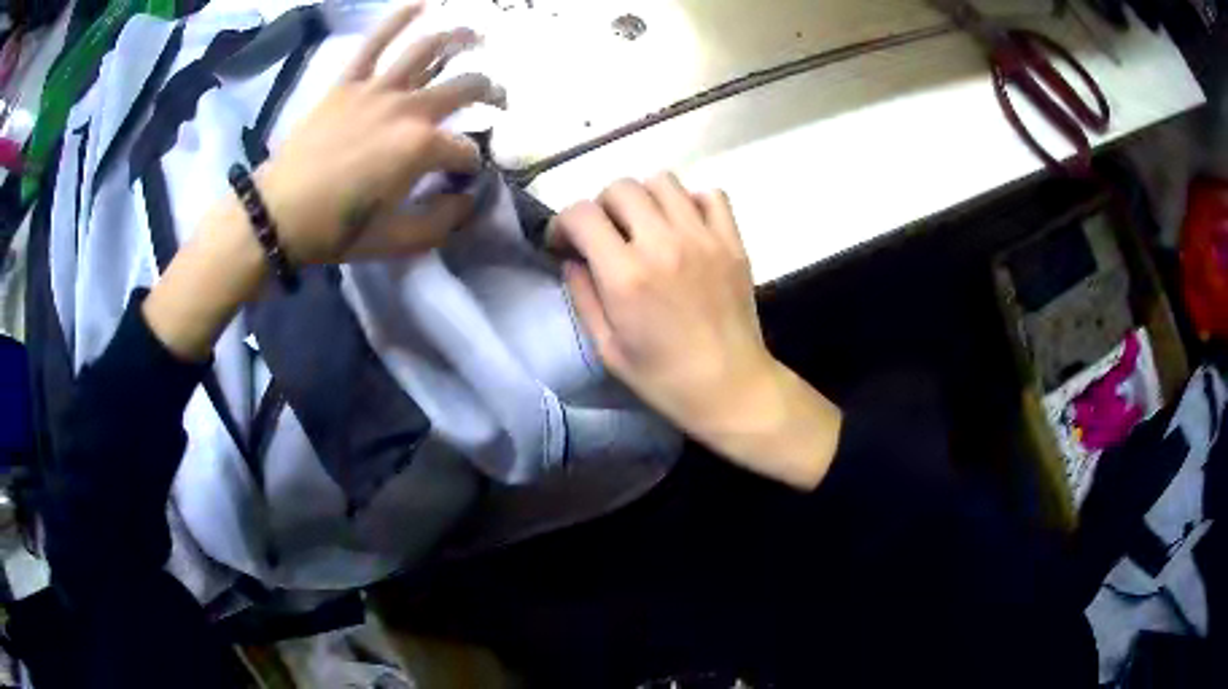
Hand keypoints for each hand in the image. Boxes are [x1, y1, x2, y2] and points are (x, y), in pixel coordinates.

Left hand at [256, 2, 504, 264]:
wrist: (277, 215)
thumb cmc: (335, 231)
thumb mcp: (395, 241)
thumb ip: (440, 222)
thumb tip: (466, 200)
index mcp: (421, 148)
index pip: (466, 150)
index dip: (471, 166)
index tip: (462, 180)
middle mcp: (408, 108)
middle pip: (465, 87)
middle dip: (491, 93)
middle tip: (498, 100)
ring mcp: (377, 89)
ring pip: (428, 50)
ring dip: (460, 38)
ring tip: (477, 35)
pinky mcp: (348, 83)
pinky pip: (375, 42)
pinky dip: (398, 19)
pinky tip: (421, 4)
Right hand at [553, 174, 841, 488]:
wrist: (730, 387)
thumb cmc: (663, 378)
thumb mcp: (607, 348)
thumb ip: (583, 296)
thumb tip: (573, 260)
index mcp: (626, 275)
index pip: (581, 214)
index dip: (562, 223)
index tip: (564, 243)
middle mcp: (663, 243)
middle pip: (621, 187)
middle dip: (601, 206)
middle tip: (605, 235)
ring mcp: (703, 237)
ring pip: (663, 181)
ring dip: (643, 198)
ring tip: (644, 227)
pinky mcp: (732, 241)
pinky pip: (710, 194)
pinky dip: (691, 201)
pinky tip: (684, 227)